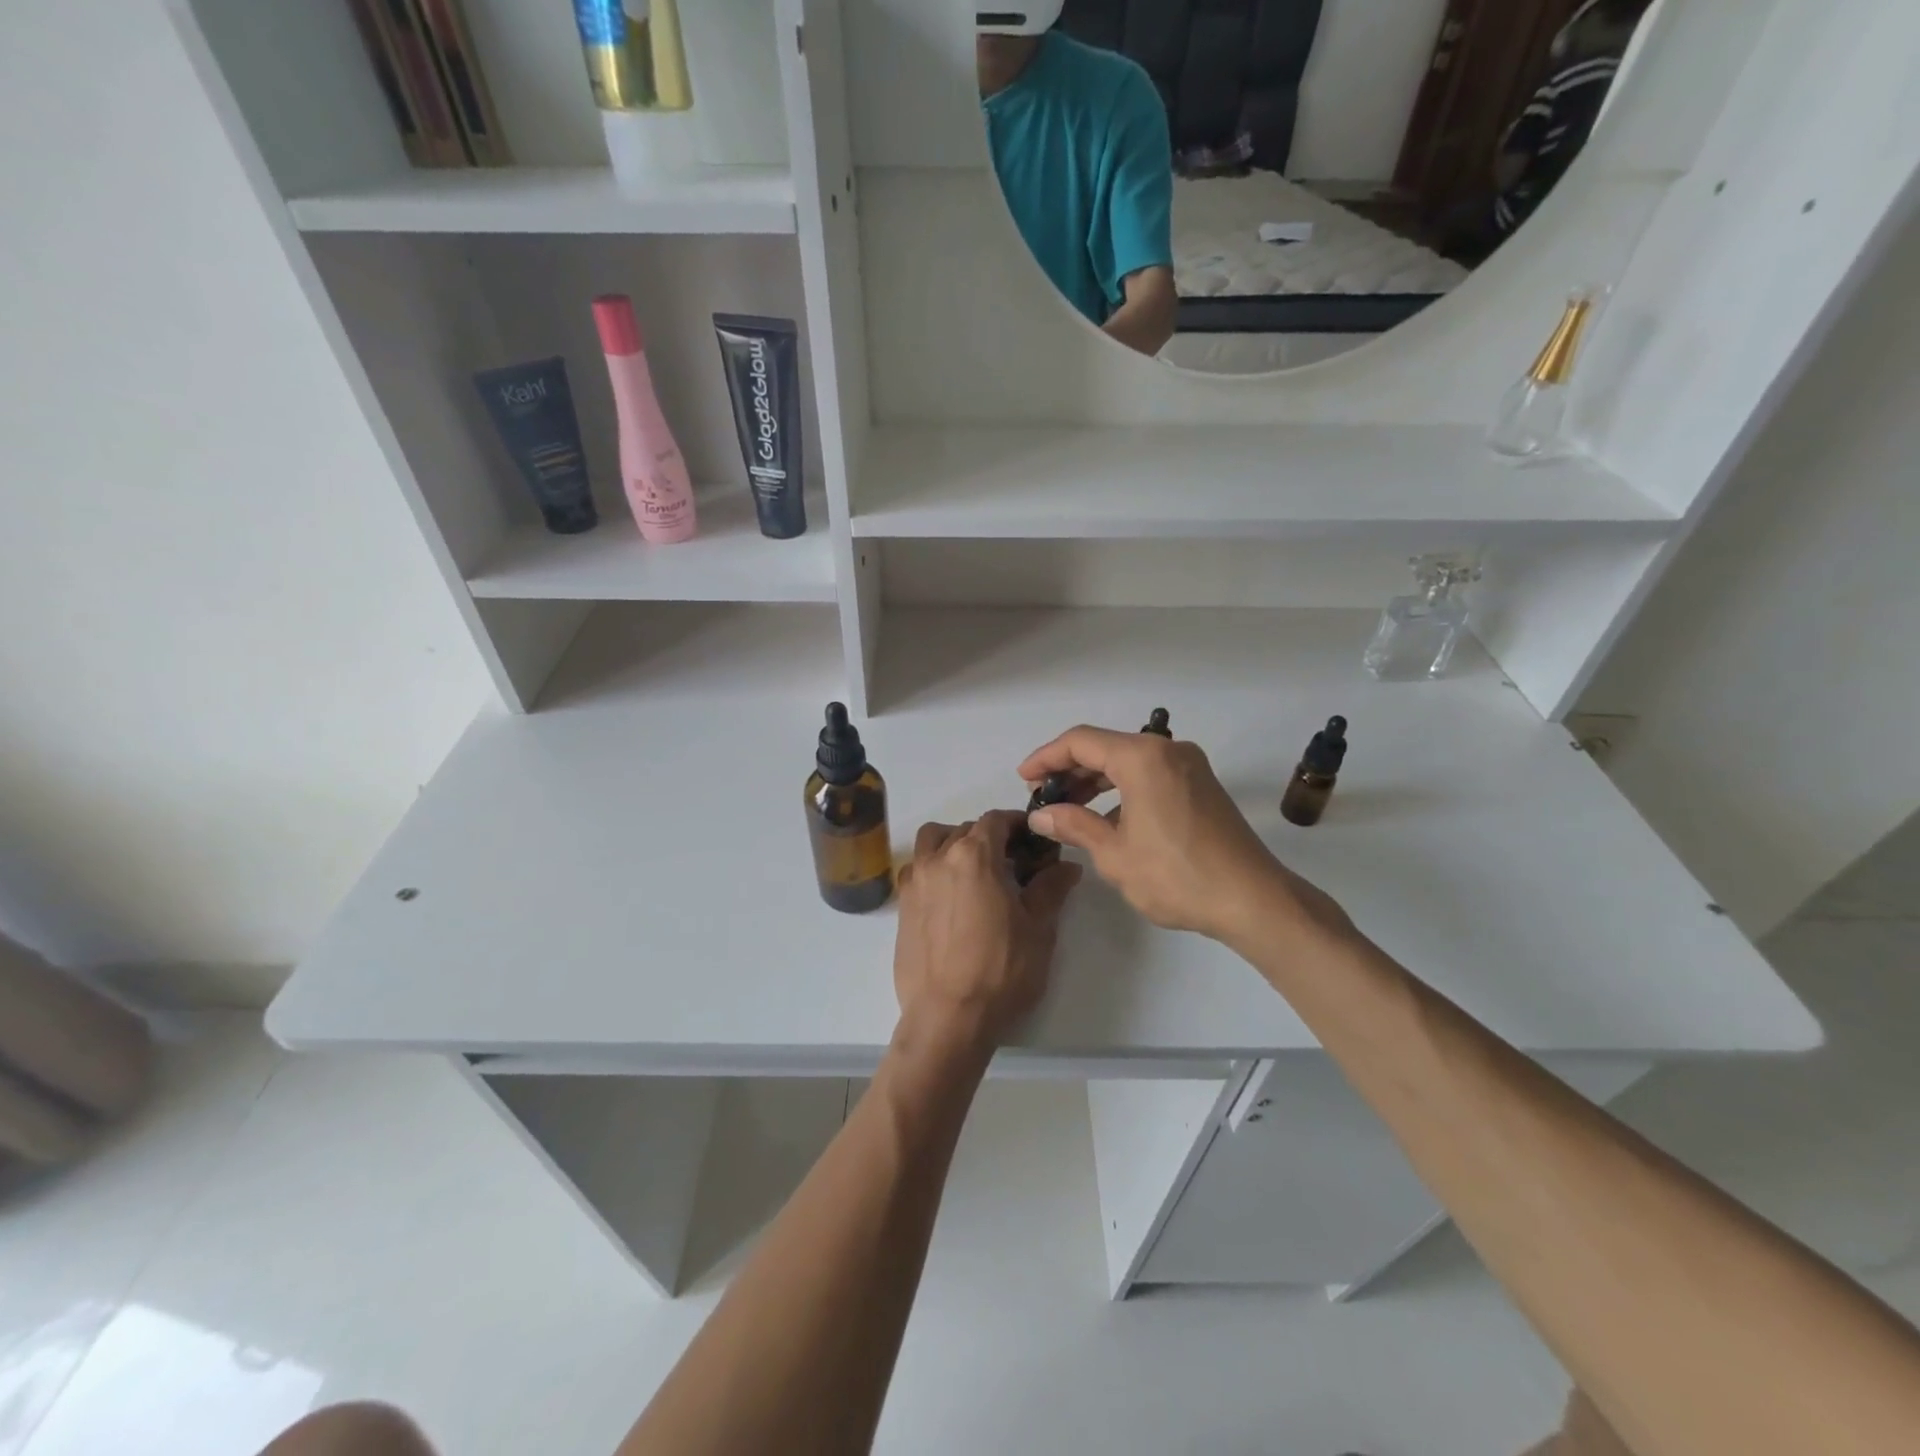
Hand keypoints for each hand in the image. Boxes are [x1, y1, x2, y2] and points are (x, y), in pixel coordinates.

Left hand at [892, 813, 1081, 1051]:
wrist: (948, 1018)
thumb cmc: (1000, 971)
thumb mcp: (1038, 929)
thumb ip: (1051, 888)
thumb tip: (1067, 866)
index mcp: (974, 855)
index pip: (996, 820)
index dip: (1018, 824)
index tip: (1034, 840)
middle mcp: (938, 858)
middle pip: (966, 829)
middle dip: (991, 838)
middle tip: (1014, 863)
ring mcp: (915, 881)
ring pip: (933, 842)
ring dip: (954, 844)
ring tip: (976, 872)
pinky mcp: (902, 906)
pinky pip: (918, 869)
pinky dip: (935, 868)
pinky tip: (952, 897)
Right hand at [1017, 725, 1346, 947]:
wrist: (1253, 900)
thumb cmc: (1176, 876)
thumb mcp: (1114, 853)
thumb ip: (1073, 825)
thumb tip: (1041, 815)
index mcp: (1143, 758)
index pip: (1080, 742)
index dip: (1046, 757)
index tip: (1023, 778)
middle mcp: (1168, 750)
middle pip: (1105, 747)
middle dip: (1070, 770)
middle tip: (1043, 798)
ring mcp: (1189, 767)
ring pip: (1128, 761)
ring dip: (1095, 781)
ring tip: (1068, 809)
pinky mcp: (1201, 786)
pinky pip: (1150, 775)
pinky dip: (1122, 790)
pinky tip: (1107, 819)